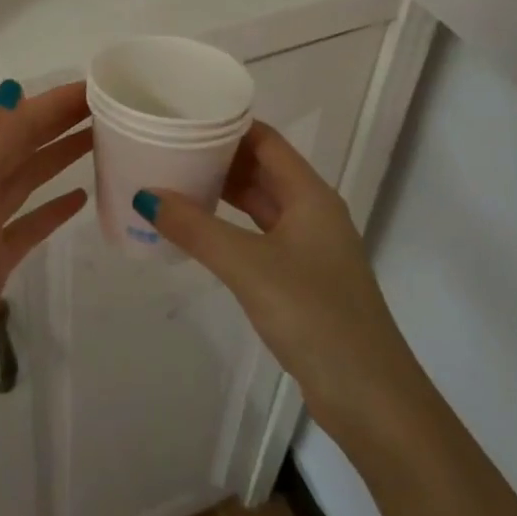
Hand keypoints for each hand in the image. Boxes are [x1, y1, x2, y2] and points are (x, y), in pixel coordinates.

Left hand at [0, 80, 90, 455]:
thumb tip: (13, 89)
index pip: (15, 121)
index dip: (52, 102)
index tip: (98, 88)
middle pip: (21, 145)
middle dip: (59, 123)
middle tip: (109, 111)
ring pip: (27, 179)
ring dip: (59, 157)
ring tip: (101, 143)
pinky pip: (29, 223)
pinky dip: (53, 207)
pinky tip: (82, 200)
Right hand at [140, 122, 434, 458]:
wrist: (371, 399)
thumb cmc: (315, 316)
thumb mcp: (248, 266)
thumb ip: (196, 228)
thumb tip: (145, 195)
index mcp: (310, 195)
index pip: (265, 140)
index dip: (227, 124)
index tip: (182, 116)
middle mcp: (312, 212)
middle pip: (261, 168)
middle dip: (217, 156)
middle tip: (167, 146)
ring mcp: (308, 247)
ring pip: (259, 203)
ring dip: (221, 191)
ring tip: (173, 179)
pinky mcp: (301, 279)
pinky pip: (258, 235)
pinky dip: (228, 226)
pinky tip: (198, 230)